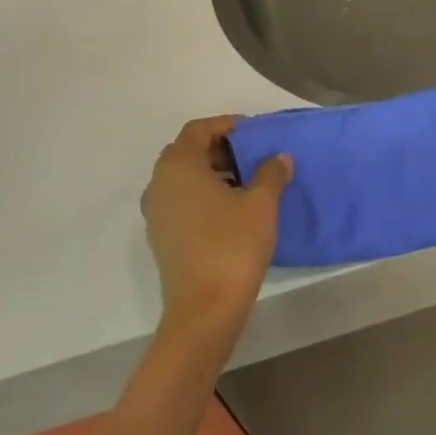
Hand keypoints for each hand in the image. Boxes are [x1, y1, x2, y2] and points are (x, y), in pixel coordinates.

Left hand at [141, 116, 293, 335]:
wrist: (204, 309)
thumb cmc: (232, 245)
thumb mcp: (261, 204)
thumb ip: (271, 173)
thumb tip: (279, 157)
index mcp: (178, 166)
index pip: (198, 130)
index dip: (226, 125)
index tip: (254, 132)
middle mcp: (160, 183)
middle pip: (188, 152)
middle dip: (220, 149)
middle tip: (252, 156)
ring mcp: (156, 212)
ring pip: (184, 178)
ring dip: (213, 173)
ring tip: (248, 183)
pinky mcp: (161, 236)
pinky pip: (181, 201)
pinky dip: (204, 196)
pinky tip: (233, 211)